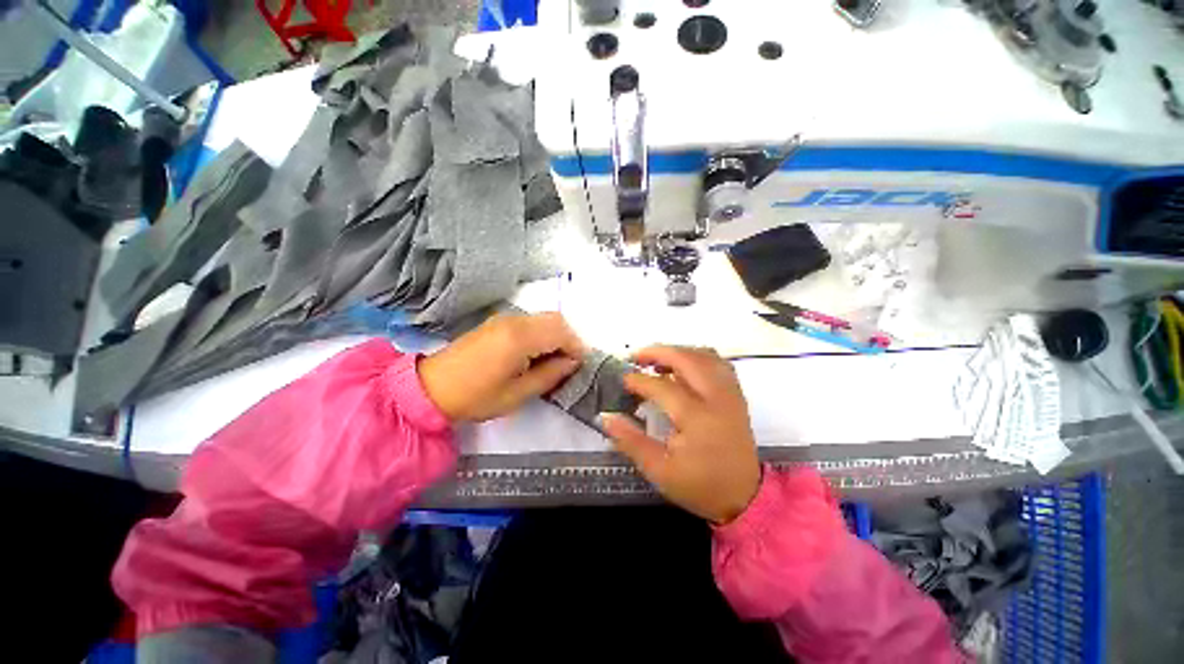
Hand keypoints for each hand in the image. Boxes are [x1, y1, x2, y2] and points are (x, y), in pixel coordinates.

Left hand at [418, 312, 584, 421]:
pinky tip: (535, 353)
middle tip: (567, 364)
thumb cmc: (476, 396)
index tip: (577, 367)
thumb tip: (571, 362)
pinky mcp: (498, 321)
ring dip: (556, 335)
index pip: (562, 333)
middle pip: (557, 320)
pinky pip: (531, 321)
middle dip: (569, 339)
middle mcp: (515, 320)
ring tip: (552, 360)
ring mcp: (505, 317)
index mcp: (520, 338)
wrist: (431, 387)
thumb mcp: (518, 393)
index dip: (576, 348)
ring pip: (545, 318)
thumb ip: (550, 375)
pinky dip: (542, 332)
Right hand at [600, 346, 760, 524]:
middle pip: (687, 359)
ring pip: (704, 355)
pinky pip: (717, 363)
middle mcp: (717, 398)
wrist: (745, 498)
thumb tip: (605, 417)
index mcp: (697, 418)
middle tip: (636, 356)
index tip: (622, 380)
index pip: (662, 387)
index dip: (638, 380)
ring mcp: (730, 394)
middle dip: (658, 352)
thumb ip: (630, 440)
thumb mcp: (659, 470)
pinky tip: (684, 365)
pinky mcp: (736, 395)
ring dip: (678, 351)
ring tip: (657, 359)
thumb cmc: (700, 485)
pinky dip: (697, 357)